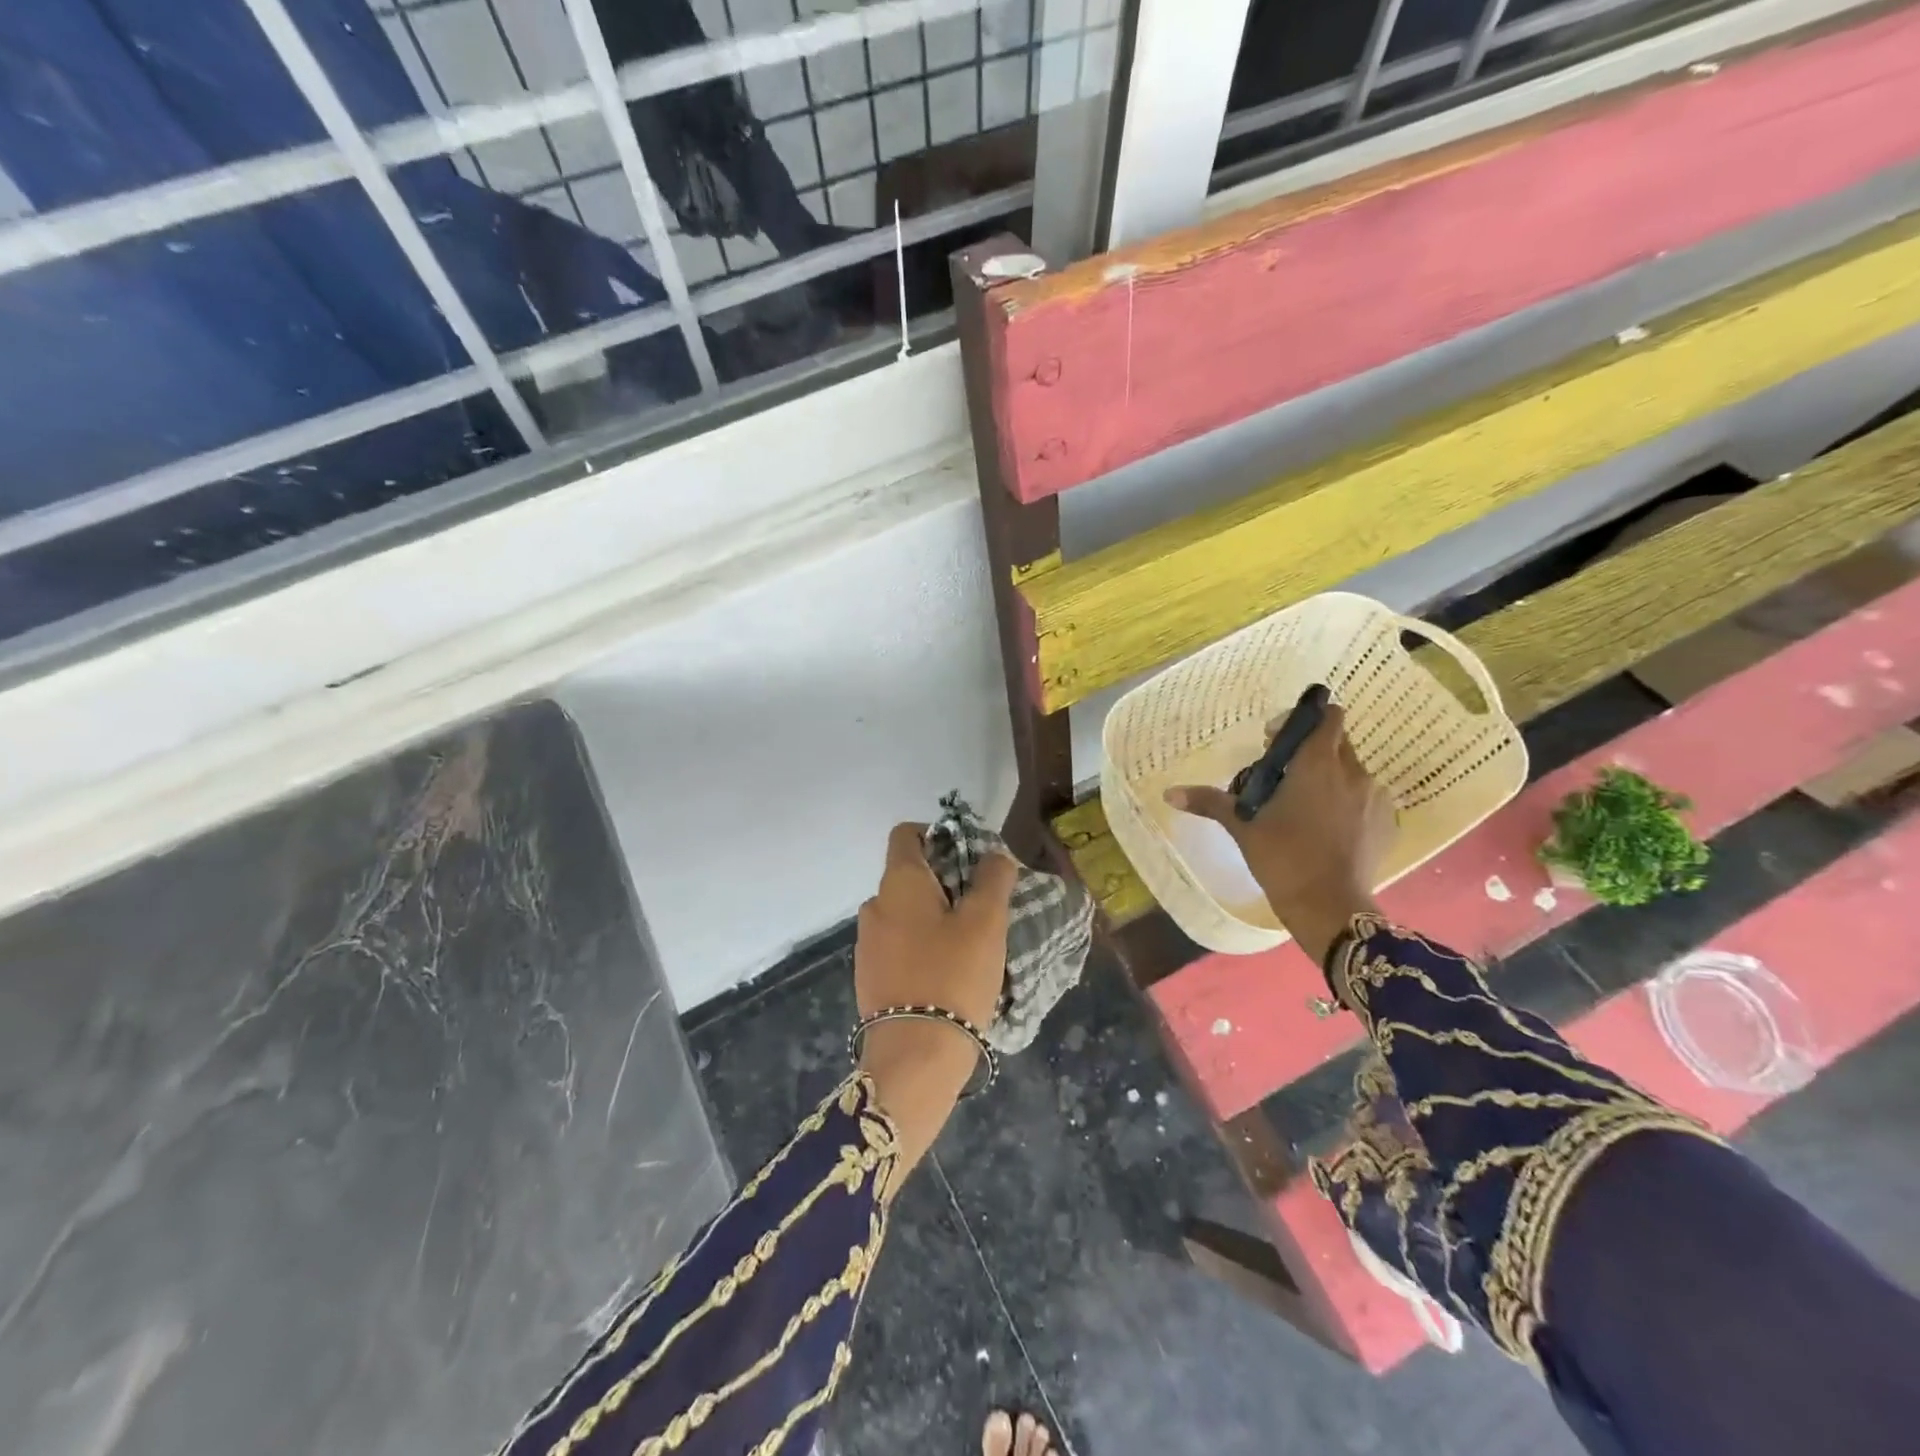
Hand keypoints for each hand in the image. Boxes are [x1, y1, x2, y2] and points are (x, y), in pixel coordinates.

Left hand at [854, 823, 1016, 1184]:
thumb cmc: (953, 976)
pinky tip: (949, 973)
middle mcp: (874, 906)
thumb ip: (993, 878)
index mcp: (898, 883)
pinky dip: (922, 946)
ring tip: (971, 943)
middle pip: (909, 875)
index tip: (969, 858)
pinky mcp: (870, 977)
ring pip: (906, 913)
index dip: (938, 835)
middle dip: (946, 881)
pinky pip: (899, 945)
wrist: (914, 1058)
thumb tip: (993, 855)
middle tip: (982, 906)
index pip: (906, 834)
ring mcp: (868, 944)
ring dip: (935, 917)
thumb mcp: (986, 921)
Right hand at [1164, 703, 1395, 965]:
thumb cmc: (1284, 859)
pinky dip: (1346, 802)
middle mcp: (1353, 773)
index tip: (1275, 743)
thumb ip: (1210, 802)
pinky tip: (1326, 828)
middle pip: (1337, 741)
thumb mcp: (1243, 827)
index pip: (1327, 716)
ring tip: (1303, 805)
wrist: (1330, 908)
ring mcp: (1374, 799)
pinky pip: (1365, 798)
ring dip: (1329, 776)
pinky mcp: (1386, 823)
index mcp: (1317, 764)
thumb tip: (1169, 793)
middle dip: (1311, 749)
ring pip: (1351, 771)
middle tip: (1282, 775)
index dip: (1302, 720)